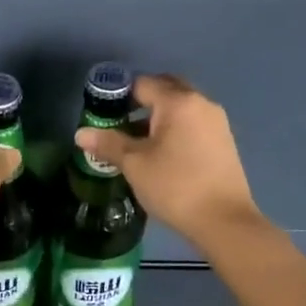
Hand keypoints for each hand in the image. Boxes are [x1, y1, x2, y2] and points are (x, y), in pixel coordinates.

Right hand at [75, 75, 263, 248]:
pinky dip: (175, 128)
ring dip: (158, 116)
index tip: (105, 116)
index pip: (142, 83)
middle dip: (141, 102)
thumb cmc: (175, 187)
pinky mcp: (224, 140)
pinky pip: (193, 122)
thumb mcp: (135, 165)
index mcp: (178, 102)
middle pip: (165, 89)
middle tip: (120, 125)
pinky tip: (163, 154)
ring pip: (181, 107)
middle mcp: (201, 103)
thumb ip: (108, 144)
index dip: (119, 96)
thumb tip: (81, 134)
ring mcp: (216, 121)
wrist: (225, 222)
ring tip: (138, 143)